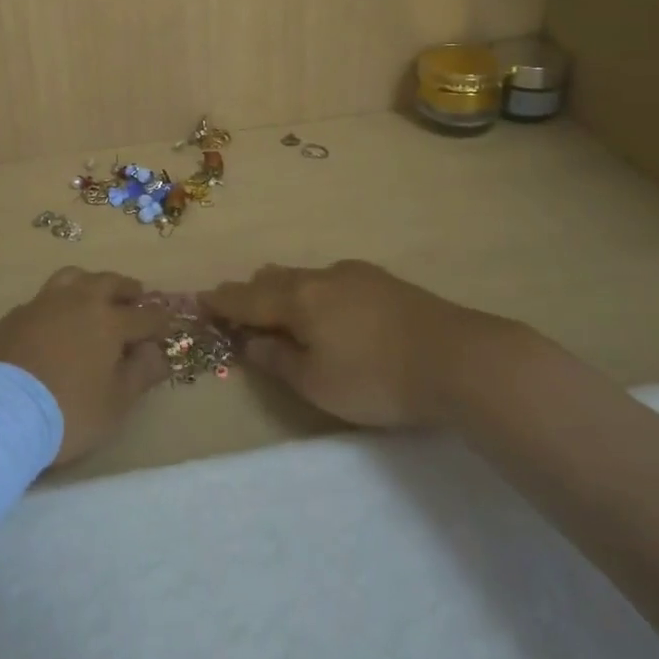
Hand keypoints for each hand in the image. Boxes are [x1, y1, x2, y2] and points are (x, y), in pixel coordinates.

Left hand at [0, 267, 175, 464]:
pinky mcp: (15, 315)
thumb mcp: (116, 403)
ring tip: (95, 296)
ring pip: (73, 277)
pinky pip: (44, 298)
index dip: (159, 321)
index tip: (166, 326)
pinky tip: (55, 320)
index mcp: (108, 320)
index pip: (144, 315)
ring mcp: (42, 303)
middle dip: (127, 290)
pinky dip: (58, 303)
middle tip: (135, 298)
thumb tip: (157, 352)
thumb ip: (141, 373)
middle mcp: (78, 301)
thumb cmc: (68, 411)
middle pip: (109, 282)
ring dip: (90, 283)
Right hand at [202, 260, 514, 427]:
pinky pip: (330, 280)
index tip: (200, 301)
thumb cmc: (377, 378)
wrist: (458, 358)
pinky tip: (328, 310)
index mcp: (297, 298)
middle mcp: (320, 276)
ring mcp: (354, 274)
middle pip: (273, 278)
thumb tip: (251, 343)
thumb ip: (278, 361)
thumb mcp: (317, 384)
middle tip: (237, 310)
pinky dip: (313, 292)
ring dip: (283, 290)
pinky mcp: (382, 281)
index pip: (246, 298)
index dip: (221, 302)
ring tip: (279, 309)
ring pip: (303, 276)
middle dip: (251, 293)